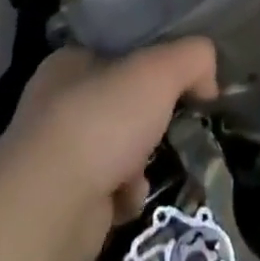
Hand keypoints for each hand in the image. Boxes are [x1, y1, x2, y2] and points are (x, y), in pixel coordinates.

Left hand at [0, 40, 218, 260]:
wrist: (51, 208)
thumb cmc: (102, 120)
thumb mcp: (160, 70)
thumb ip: (192, 58)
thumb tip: (208, 78)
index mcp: (68, 62)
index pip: (117, 52)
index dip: (152, 63)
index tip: (182, 81)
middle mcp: (54, 105)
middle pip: (120, 104)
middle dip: (149, 120)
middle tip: (173, 125)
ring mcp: (53, 156)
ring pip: (116, 149)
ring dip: (140, 161)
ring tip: (148, 168)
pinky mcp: (59, 204)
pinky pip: (107, 191)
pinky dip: (124, 196)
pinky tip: (128, 198)